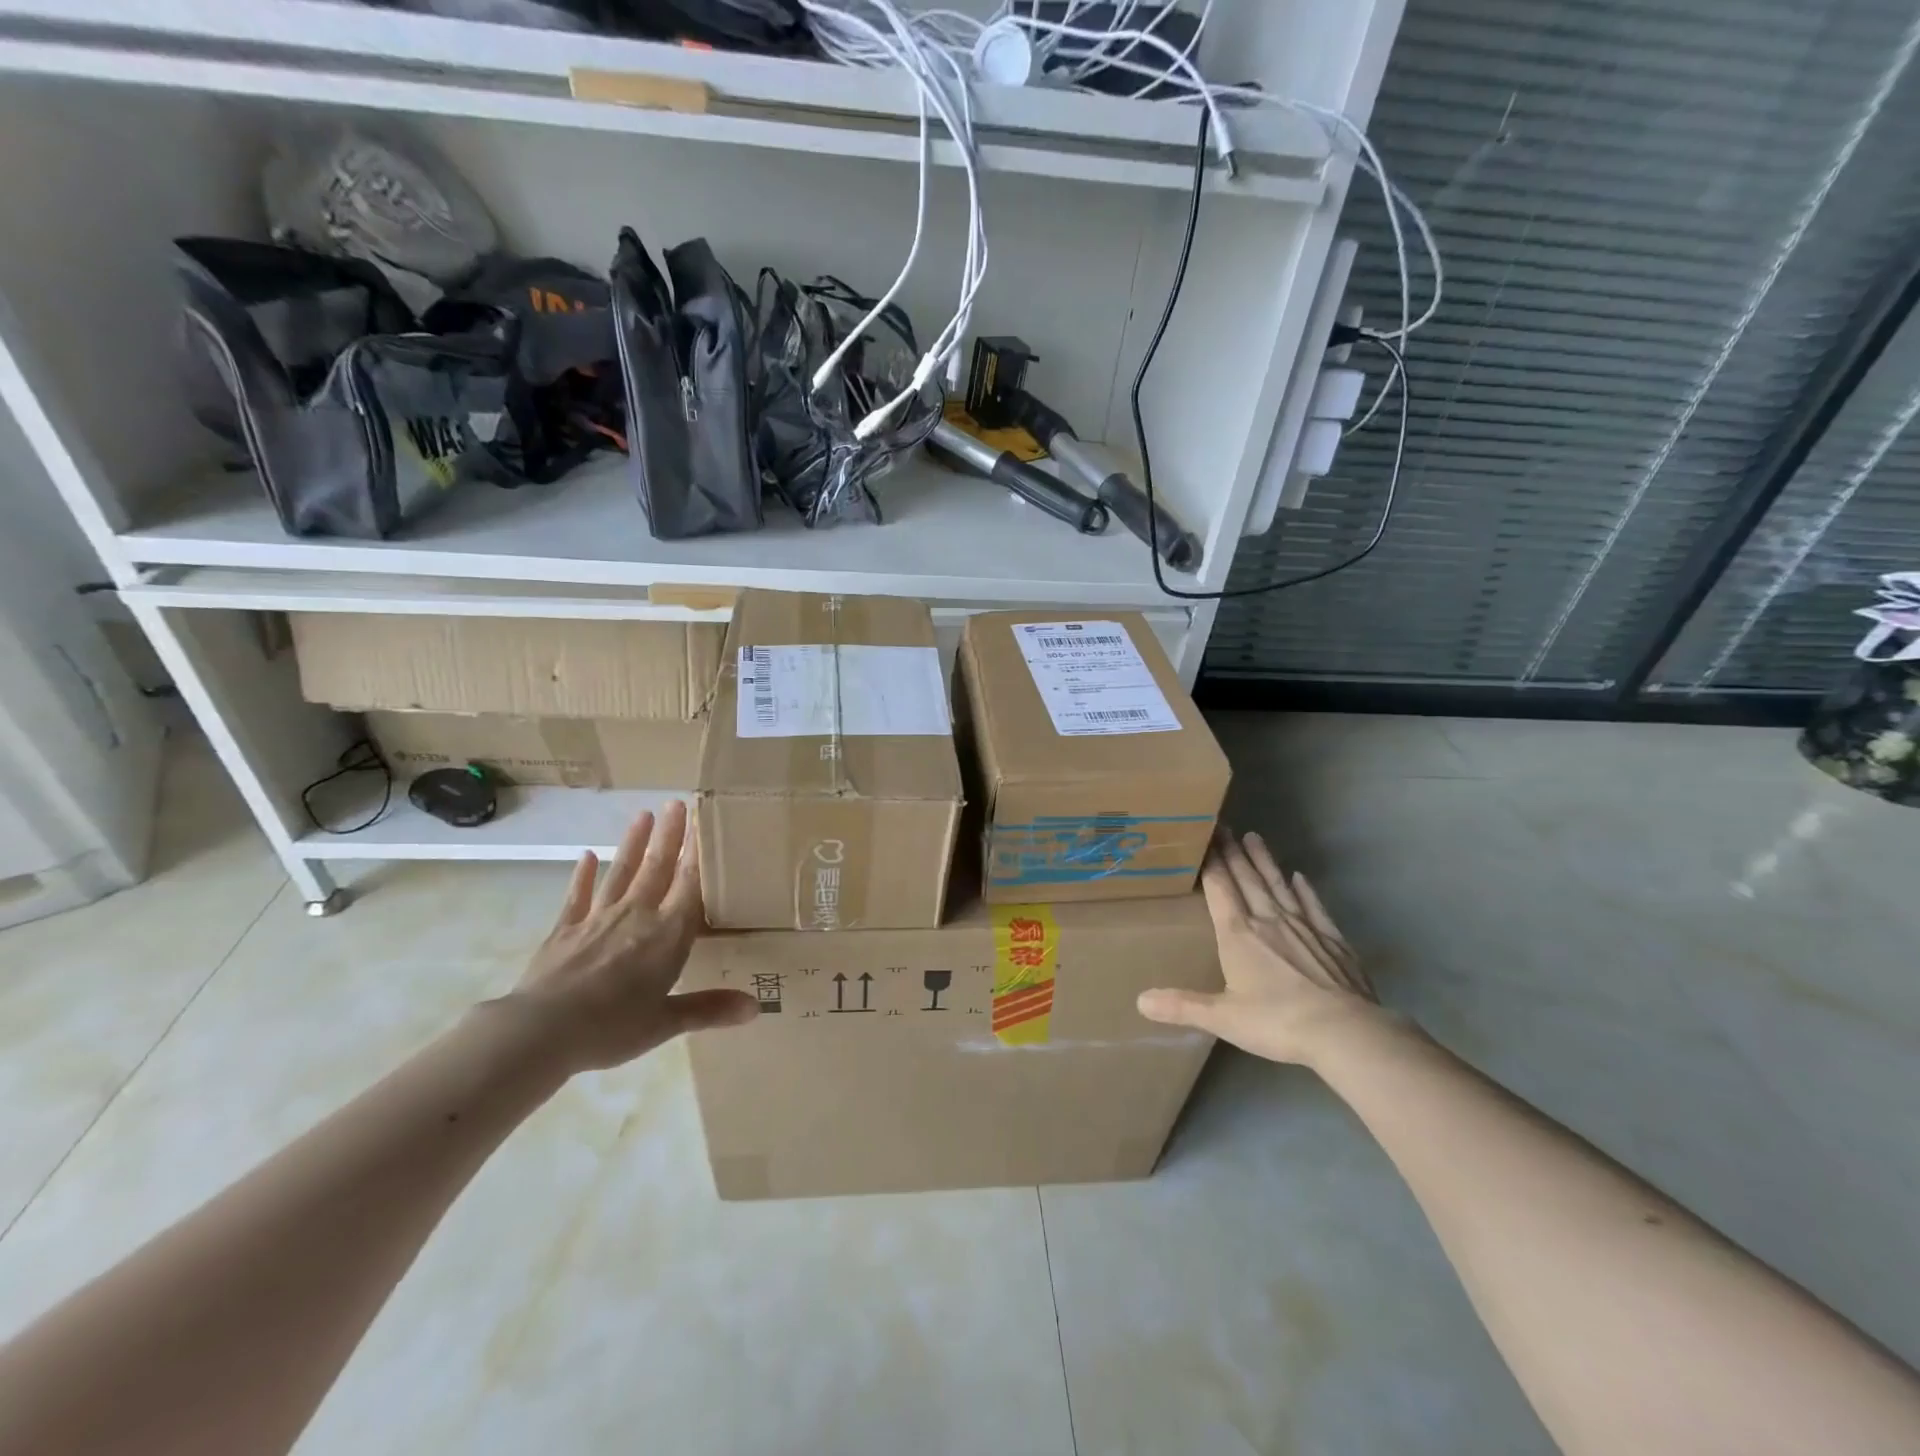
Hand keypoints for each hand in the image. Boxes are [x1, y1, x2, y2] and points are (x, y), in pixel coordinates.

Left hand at [501, 802, 756, 1073]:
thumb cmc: (612, 1027)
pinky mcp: (565, 930)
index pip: (689, 884)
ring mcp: (598, 919)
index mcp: (668, 935)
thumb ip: (710, 1008)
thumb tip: (756, 1008)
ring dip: (634, 844)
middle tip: (677, 803)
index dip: (698, 853)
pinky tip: (586, 856)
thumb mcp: (666, 1022)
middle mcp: (637, 915)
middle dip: (669, 836)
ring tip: (643, 814)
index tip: (703, 822)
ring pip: (622, 873)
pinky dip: (583, 876)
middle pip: (657, 868)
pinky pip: (578, 896)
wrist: (540, 1032)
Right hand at [1137, 828, 1383, 1065]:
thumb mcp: (1222, 1018)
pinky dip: (1305, 890)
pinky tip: (1300, 877)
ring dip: (1264, 861)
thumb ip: (1182, 1006)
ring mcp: (1304, 928)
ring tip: (1254, 836)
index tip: (1204, 836)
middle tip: (1223, 825)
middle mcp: (1269, 921)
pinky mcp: (1333, 941)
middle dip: (1232, 852)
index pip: (1220, 888)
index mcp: (1238, 934)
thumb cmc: (1277, 1022)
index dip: (1210, 861)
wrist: (1345, 1032)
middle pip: (1247, 879)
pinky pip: (1314, 907)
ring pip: (1278, 885)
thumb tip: (1141, 1001)